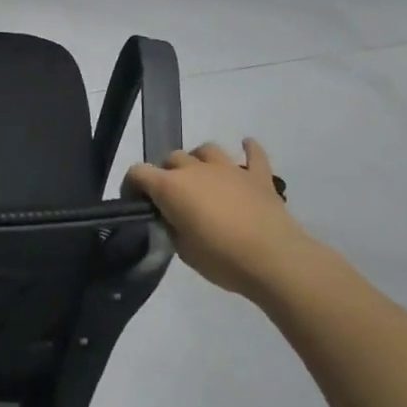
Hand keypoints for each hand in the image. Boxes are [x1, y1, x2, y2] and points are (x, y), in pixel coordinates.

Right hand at [125, 140, 313, 303]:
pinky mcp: (258, 176)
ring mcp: (229, 168)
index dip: (132, 185)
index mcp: (171, 187)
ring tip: (202, 177)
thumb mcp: (183, 250)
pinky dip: (249, 149)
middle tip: (173, 198)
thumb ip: (172, 227)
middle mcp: (196, 169)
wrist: (274, 259)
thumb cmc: (222, 259)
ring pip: (206, 149)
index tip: (136, 203)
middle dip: (167, 174)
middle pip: (172, 158)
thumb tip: (172, 218)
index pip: (138, 172)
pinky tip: (246, 146)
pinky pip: (254, 154)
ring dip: (199, 160)